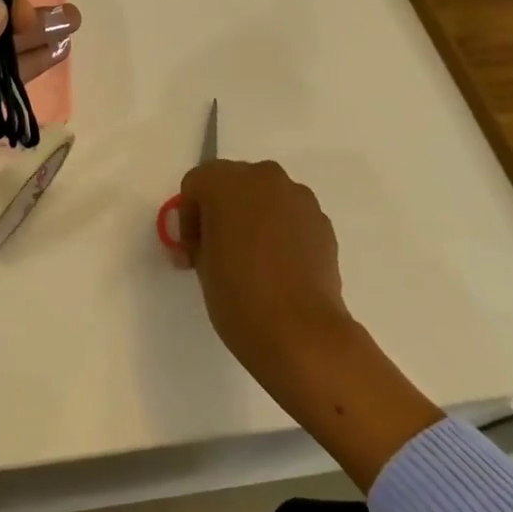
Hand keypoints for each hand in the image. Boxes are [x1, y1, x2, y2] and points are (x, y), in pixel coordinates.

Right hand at [176, 160, 351, 414]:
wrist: (301, 333)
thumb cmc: (238, 294)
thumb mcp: (201, 264)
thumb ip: (201, 239)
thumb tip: (209, 241)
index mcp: (225, 182)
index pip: (196, 185)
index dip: (189, 217)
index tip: (193, 250)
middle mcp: (263, 178)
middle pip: (233, 183)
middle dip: (222, 210)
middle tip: (218, 249)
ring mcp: (298, 198)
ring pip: (265, 197)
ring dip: (254, 218)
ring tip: (253, 259)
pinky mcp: (323, 223)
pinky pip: (291, 217)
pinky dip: (281, 232)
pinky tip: (280, 267)